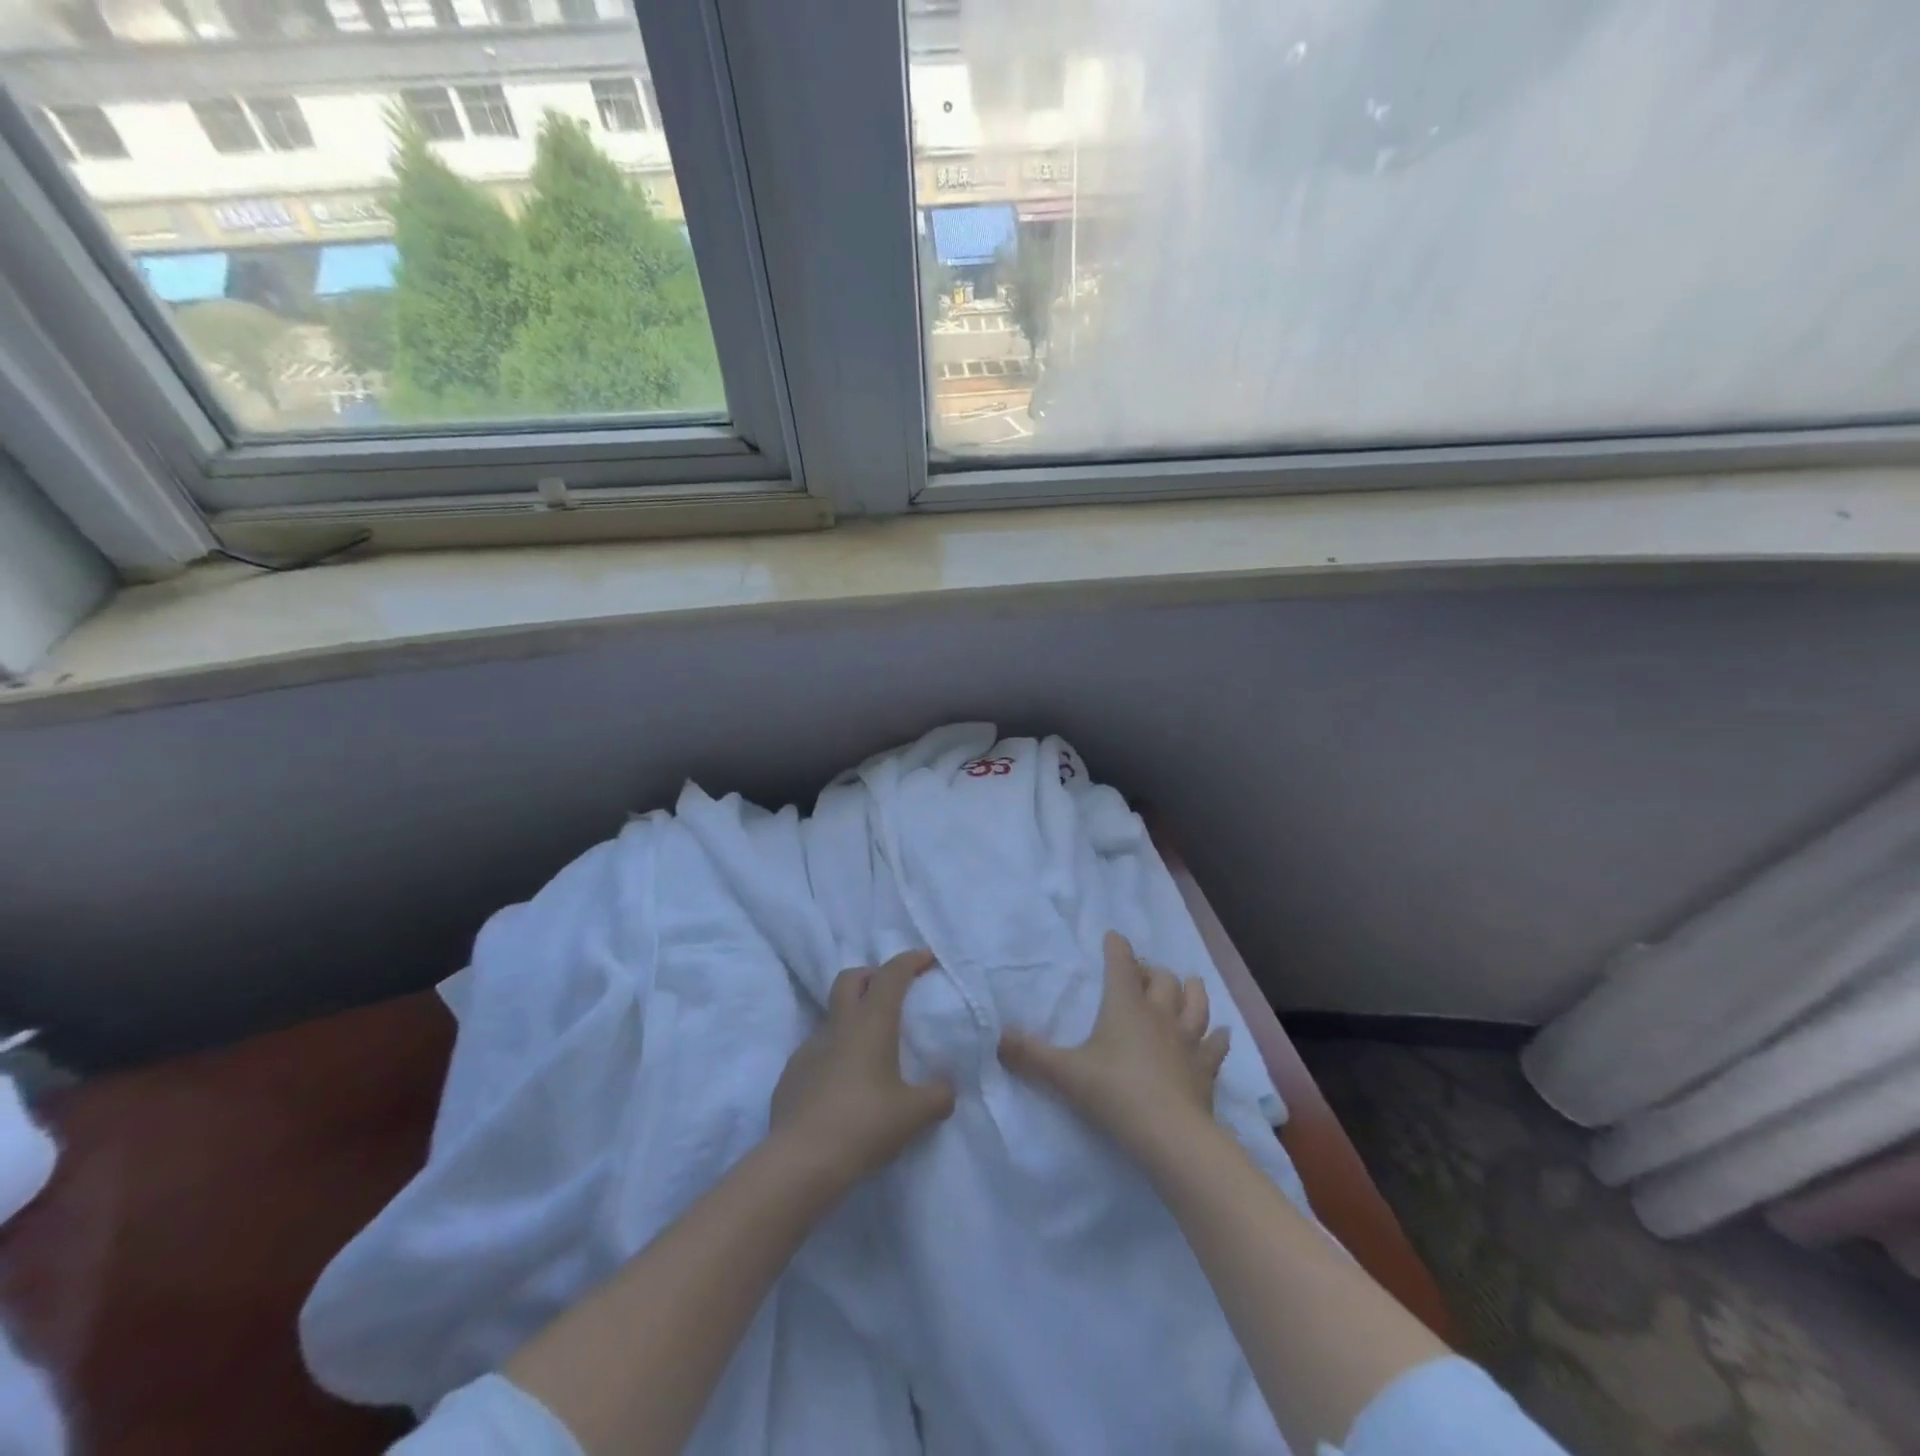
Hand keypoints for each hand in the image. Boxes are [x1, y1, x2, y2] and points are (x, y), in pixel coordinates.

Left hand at [771, 949, 956, 1188]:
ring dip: (850, 1019)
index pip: (891, 975)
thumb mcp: (914, 1114)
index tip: (926, 958)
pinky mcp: (791, 1074)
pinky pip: (817, 1052)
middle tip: (890, 990)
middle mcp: (838, 1026)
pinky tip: (844, 1085)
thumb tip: (947, 1090)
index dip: (909, 960)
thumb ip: (938, 1096)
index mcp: (871, 1023)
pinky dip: (834, 1055)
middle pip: (850, 979)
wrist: (801, 1160)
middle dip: (871, 975)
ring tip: (870, 1049)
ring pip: (831, 1016)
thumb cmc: (865, 1125)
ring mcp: (809, 1048)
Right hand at [999, 932, 1229, 1160]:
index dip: (1117, 947)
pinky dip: (1217, 1037)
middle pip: (1162, 979)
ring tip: (1185, 986)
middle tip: (1140, 975)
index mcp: (1125, 1005)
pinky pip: (1216, 1045)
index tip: (1113, 937)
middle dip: (1151, 971)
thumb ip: (1029, 1055)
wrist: (1169, 1134)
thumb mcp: (1064, 1074)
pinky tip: (1220, 1033)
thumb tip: (998, 1038)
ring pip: (1195, 1002)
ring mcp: (1187, 1039)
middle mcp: (1159, 1014)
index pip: (1121, 964)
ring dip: (1190, 990)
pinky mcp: (1206, 1068)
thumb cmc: (1114, 1092)